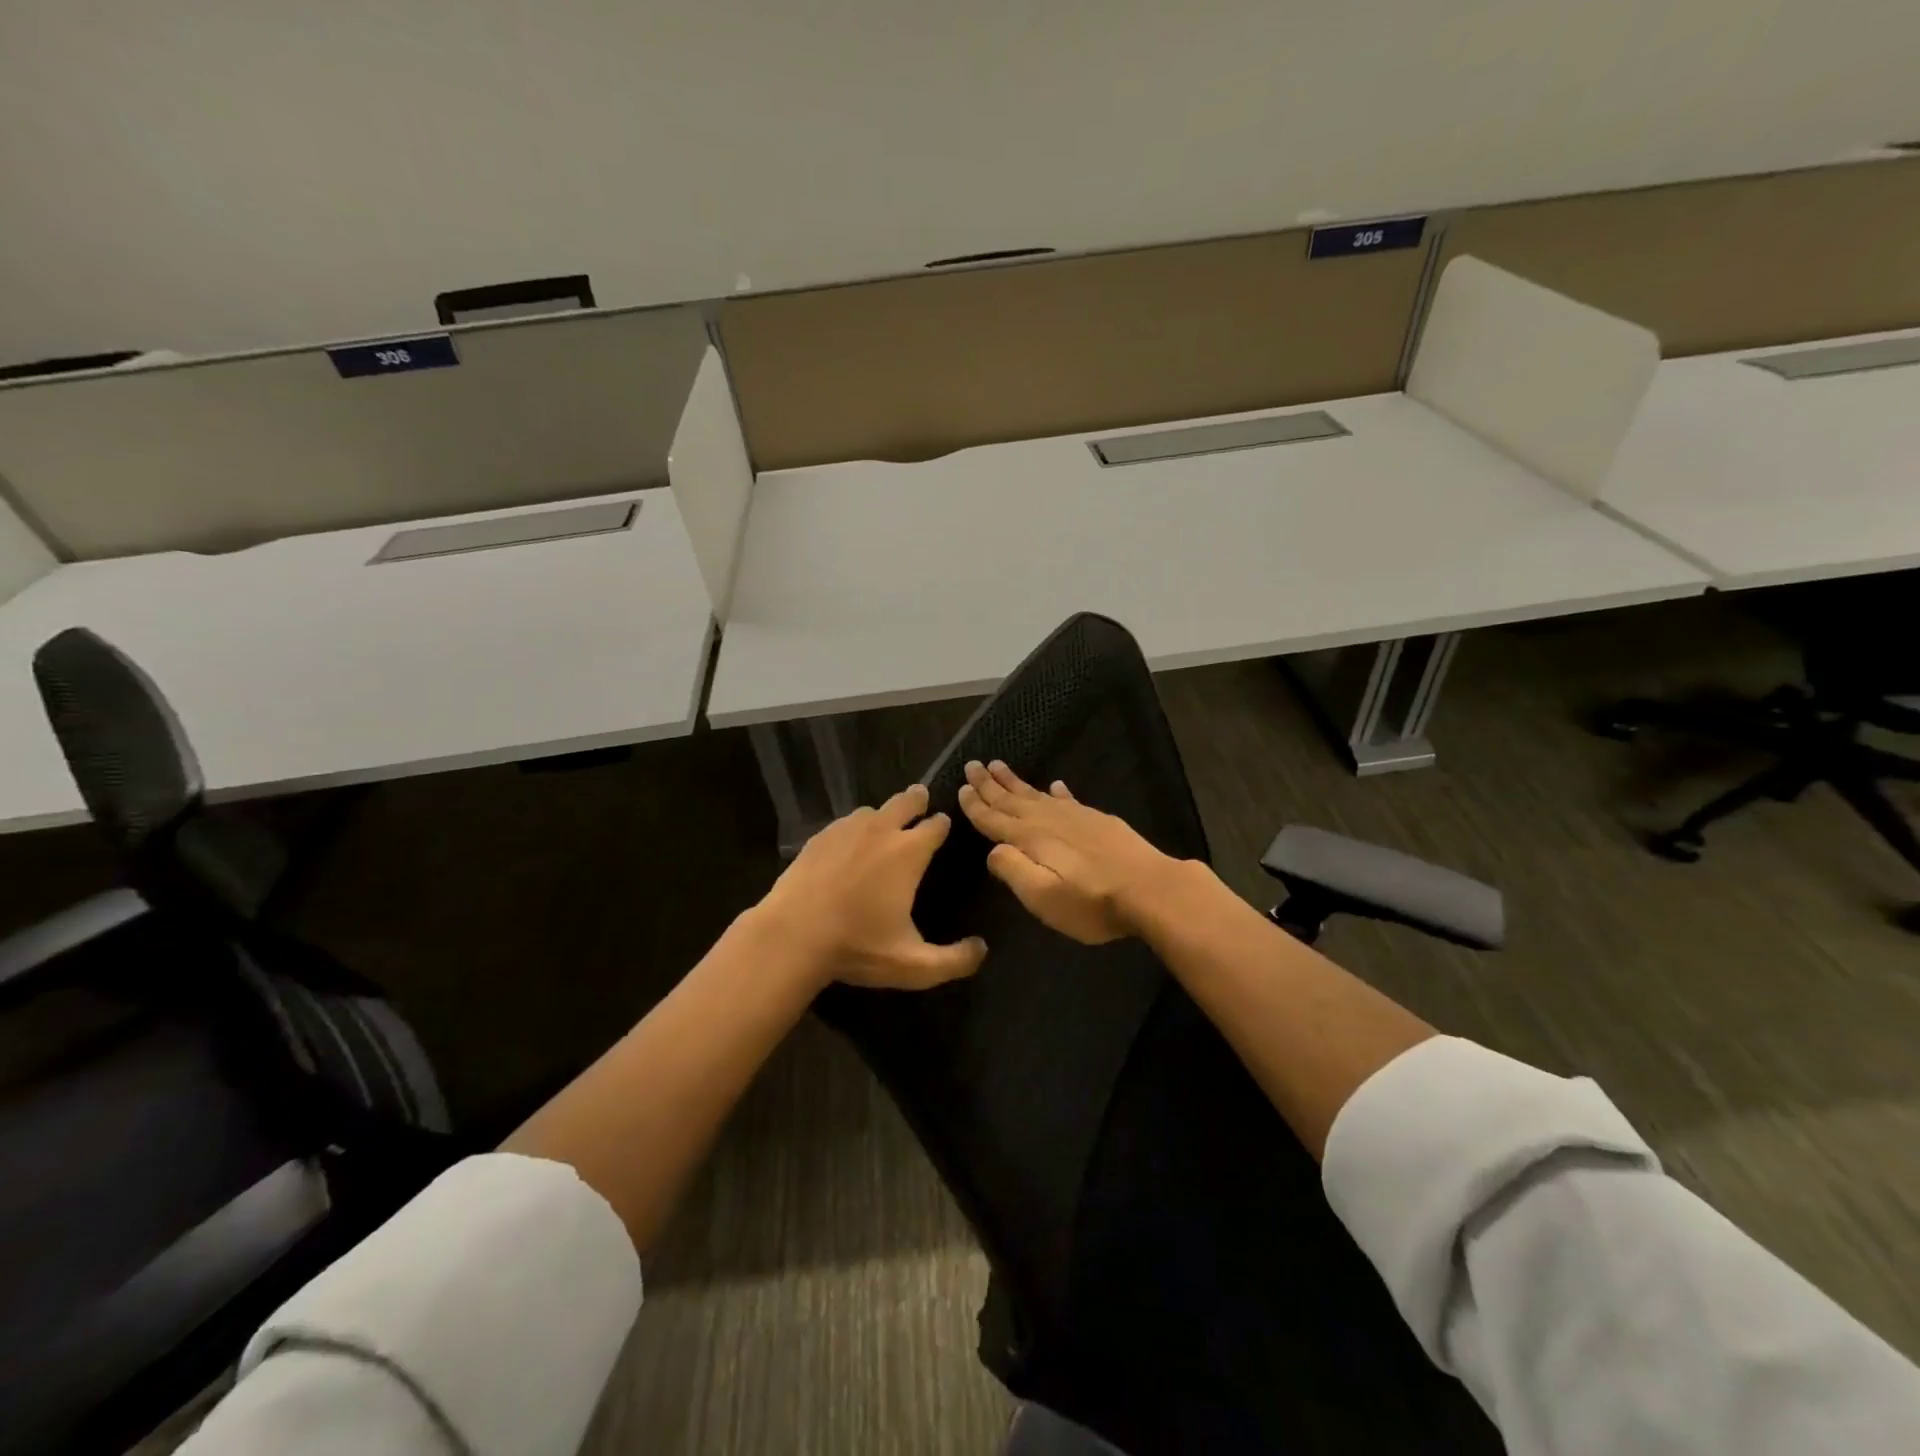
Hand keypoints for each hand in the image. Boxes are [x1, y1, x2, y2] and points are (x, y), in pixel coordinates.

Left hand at [755, 783, 986, 990]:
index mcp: (908, 852)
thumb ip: (955, 961)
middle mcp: (881, 831)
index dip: (943, 824)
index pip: (936, 825)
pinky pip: (844, 824)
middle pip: (906, 801)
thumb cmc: (857, 947)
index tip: (944, 826)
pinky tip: (849, 844)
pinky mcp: (818, 838)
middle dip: (917, 801)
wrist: (791, 936)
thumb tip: (981, 949)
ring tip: (884, 826)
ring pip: (872, 811)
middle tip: (921, 802)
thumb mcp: (914, 966)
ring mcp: (846, 830)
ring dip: (884, 815)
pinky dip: (854, 829)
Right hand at [956, 760, 1183, 944]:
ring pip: (1037, 794)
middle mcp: (1048, 821)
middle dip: (990, 784)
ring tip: (999, 766)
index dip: (976, 805)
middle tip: (973, 764)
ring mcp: (1076, 817)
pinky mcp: (1098, 821)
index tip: (962, 787)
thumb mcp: (1042, 896)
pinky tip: (1056, 786)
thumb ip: (1013, 870)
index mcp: (1030, 839)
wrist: (1150, 889)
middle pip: (1012, 799)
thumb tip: (993, 851)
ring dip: (1016, 782)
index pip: (995, 819)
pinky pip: (1069, 799)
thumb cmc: (1091, 902)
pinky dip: (1058, 792)